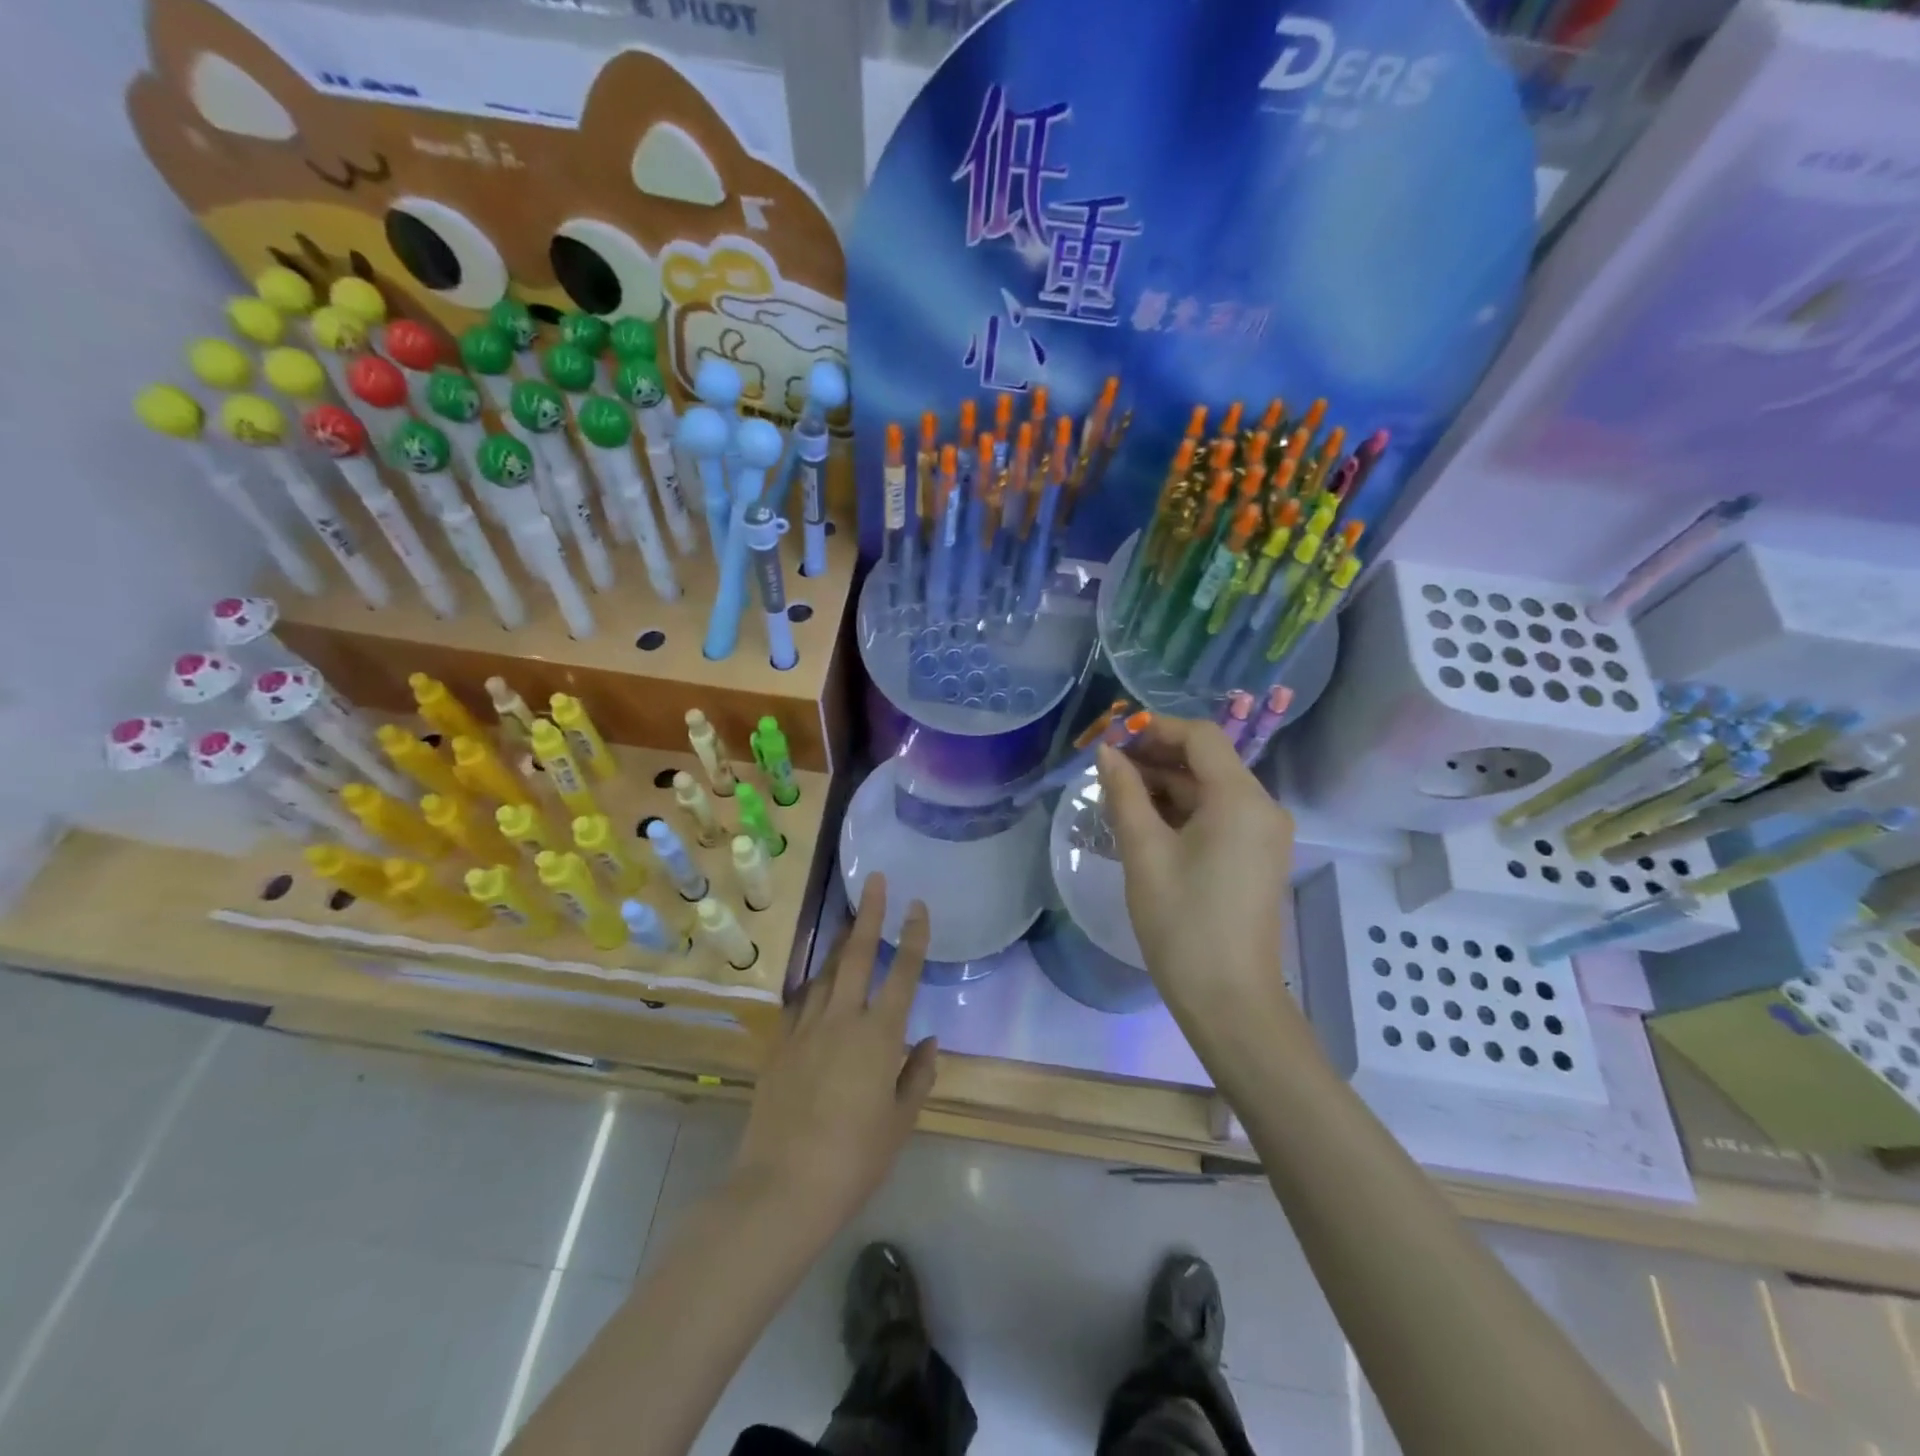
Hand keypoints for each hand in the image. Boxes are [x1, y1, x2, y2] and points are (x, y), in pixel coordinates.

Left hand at [731, 875, 936, 1240]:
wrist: (781, 1187)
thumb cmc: (853, 1159)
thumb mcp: (899, 1123)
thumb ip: (916, 1076)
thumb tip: (927, 1042)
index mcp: (878, 1036)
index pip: (902, 974)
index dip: (913, 937)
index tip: (918, 905)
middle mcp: (842, 1020)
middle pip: (857, 955)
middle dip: (869, 914)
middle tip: (875, 881)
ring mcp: (805, 1029)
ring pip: (826, 974)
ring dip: (840, 945)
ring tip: (850, 924)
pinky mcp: (778, 1046)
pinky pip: (800, 1004)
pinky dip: (814, 987)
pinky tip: (817, 985)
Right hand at [1097, 717, 1297, 1030]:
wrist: (1229, 1000)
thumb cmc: (1182, 923)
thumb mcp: (1144, 852)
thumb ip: (1124, 793)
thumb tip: (1107, 753)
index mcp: (1241, 799)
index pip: (1200, 737)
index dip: (1155, 728)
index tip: (1112, 737)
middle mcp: (1262, 807)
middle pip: (1207, 760)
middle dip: (1156, 755)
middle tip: (1106, 765)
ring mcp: (1263, 834)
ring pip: (1210, 789)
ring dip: (1166, 784)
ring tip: (1116, 793)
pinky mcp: (1256, 856)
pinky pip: (1218, 815)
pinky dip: (1182, 810)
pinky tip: (1144, 819)